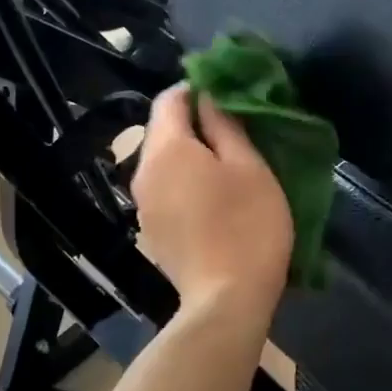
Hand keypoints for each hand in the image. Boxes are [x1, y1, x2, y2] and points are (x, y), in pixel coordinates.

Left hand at [132, 86, 293, 319]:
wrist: (226, 301)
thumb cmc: (247, 226)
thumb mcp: (249, 167)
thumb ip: (225, 125)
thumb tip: (208, 97)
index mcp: (166, 149)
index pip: (170, 98)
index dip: (198, 89)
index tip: (230, 98)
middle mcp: (143, 172)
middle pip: (164, 132)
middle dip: (196, 125)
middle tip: (238, 135)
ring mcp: (143, 206)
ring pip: (165, 164)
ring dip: (192, 158)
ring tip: (229, 169)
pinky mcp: (151, 232)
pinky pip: (166, 192)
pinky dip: (186, 186)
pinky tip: (214, 203)